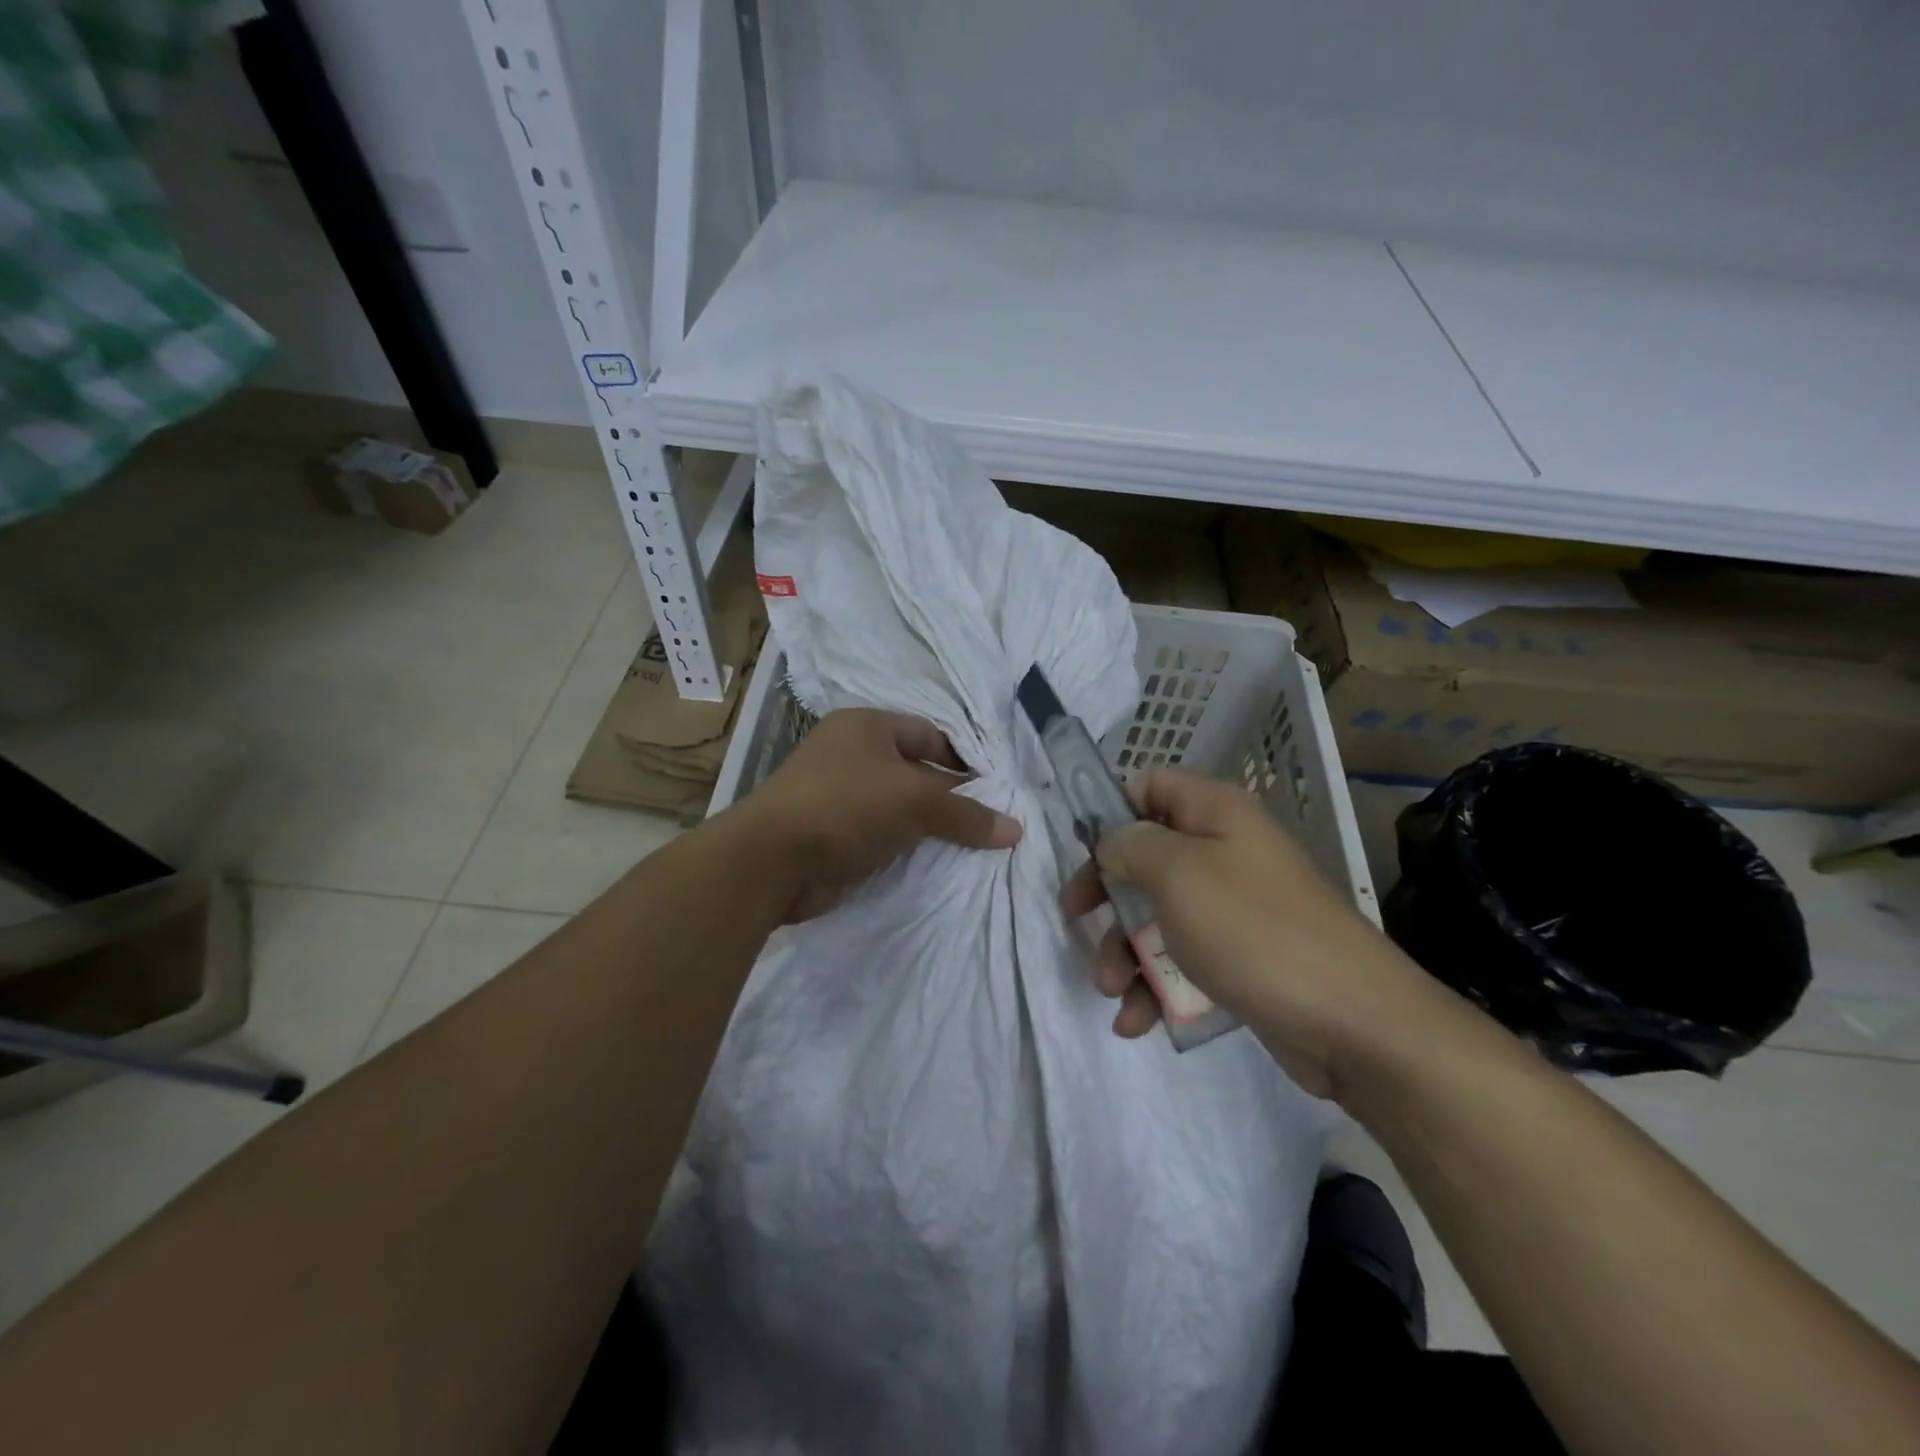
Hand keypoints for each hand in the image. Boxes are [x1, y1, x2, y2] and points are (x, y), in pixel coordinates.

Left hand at [734, 708, 1021, 922]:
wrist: (770, 863)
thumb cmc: (844, 807)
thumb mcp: (913, 800)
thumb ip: (965, 813)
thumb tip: (1015, 829)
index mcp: (866, 726)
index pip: (930, 734)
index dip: (964, 760)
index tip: (997, 790)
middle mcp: (852, 755)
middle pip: (917, 772)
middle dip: (951, 798)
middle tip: (992, 823)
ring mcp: (840, 796)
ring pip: (900, 808)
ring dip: (930, 828)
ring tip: (975, 848)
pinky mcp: (834, 835)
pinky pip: (883, 836)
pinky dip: (907, 849)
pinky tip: (938, 866)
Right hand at [1059, 768, 1435, 1100]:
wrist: (1352, 1022)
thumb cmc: (1254, 929)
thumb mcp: (1178, 874)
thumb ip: (1131, 846)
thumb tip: (1112, 842)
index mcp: (1215, 814)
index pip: (1150, 786)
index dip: (1112, 812)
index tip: (1083, 853)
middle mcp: (1225, 852)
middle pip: (1145, 857)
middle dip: (1108, 896)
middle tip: (1077, 922)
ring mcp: (1234, 908)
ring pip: (1158, 914)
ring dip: (1124, 951)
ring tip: (1111, 991)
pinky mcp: (1240, 958)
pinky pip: (1183, 959)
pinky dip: (1154, 986)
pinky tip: (1137, 1021)